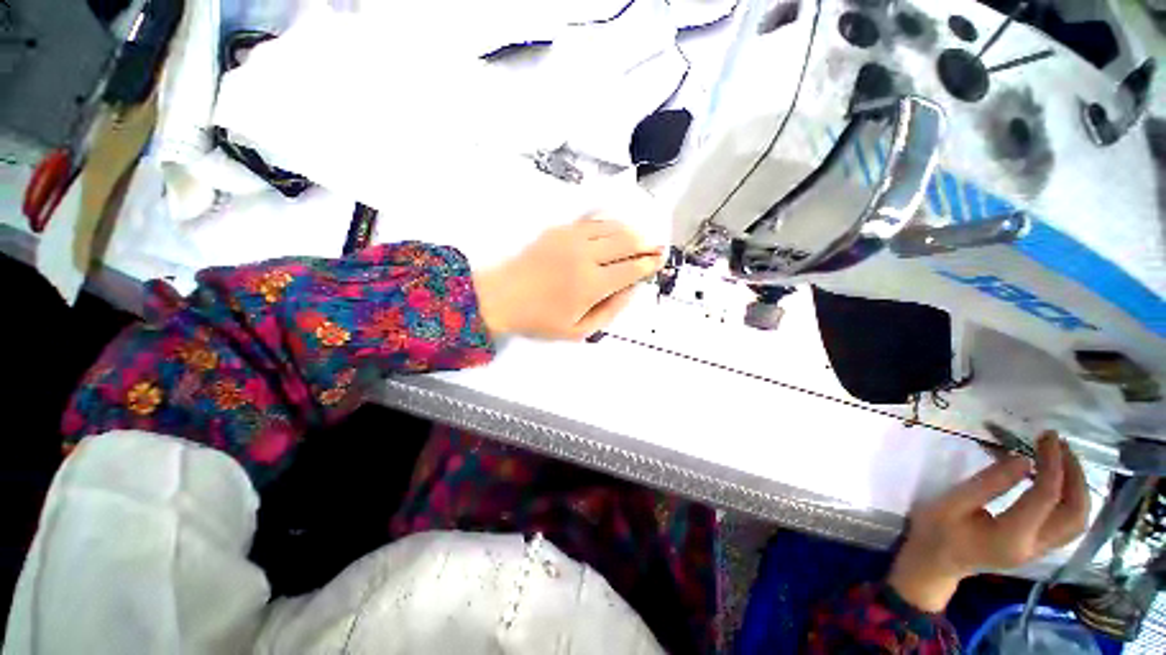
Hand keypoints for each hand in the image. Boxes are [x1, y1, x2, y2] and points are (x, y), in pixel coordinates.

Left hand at [473, 217, 663, 339]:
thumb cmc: (539, 319)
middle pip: (627, 241)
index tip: (659, 261)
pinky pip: (592, 221)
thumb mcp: (578, 330)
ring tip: (639, 238)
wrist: (501, 297)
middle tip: (655, 247)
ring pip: (612, 227)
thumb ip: (610, 311)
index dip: (649, 263)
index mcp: (592, 284)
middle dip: (646, 244)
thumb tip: (631, 290)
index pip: (631, 268)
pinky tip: (614, 230)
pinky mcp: (559, 230)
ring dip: (630, 231)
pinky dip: (609, 224)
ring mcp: (571, 238)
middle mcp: (586, 256)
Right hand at [888, 432, 1089, 611]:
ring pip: (1078, 520)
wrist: (936, 562)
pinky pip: (1070, 524)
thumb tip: (1023, 459)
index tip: (1045, 437)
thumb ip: (987, 483)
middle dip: (1075, 475)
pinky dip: (1073, 499)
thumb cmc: (937, 529)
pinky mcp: (1039, 548)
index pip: (1046, 497)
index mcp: (1011, 537)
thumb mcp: (952, 502)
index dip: (1051, 464)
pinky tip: (1060, 481)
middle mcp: (1034, 547)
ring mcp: (1039, 551)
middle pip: (1075, 512)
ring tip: (1064, 458)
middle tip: (1060, 445)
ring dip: (1079, 487)